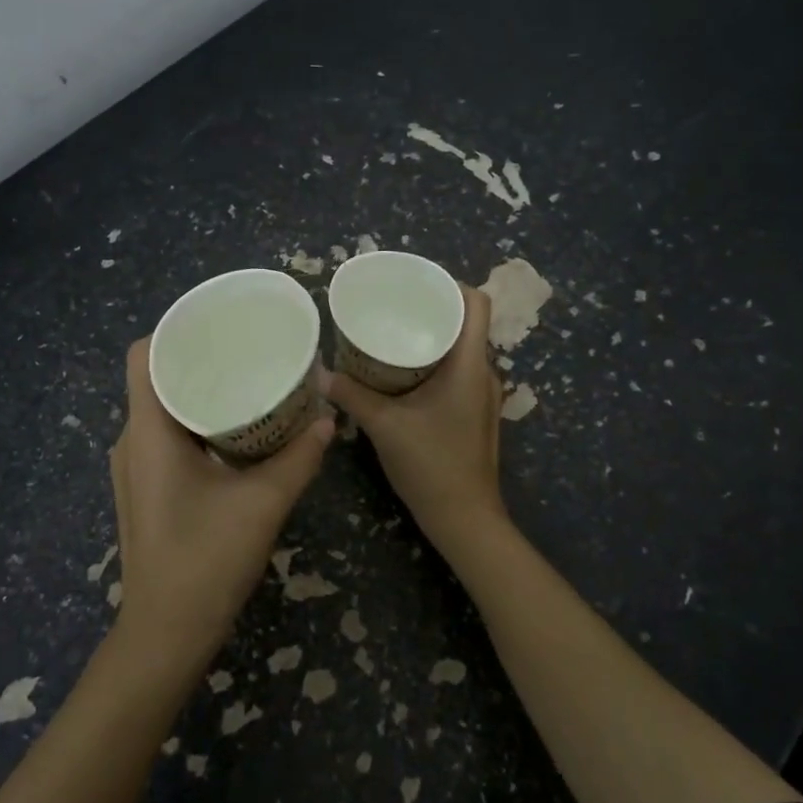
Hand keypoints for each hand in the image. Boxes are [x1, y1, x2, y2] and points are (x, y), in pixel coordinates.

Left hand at [108, 339, 333, 659]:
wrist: (167, 633)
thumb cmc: (207, 561)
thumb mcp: (263, 503)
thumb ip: (299, 457)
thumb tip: (328, 418)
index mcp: (148, 432)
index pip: (143, 356)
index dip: (174, 330)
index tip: (218, 324)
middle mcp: (132, 442)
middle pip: (155, 378)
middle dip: (198, 358)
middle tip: (247, 348)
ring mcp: (135, 468)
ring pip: (162, 409)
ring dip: (199, 392)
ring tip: (247, 380)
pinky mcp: (146, 489)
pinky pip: (166, 436)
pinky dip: (197, 422)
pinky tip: (235, 430)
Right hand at [323, 283, 504, 541]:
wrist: (464, 519)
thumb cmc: (431, 465)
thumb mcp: (385, 426)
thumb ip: (352, 396)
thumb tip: (319, 373)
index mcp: (470, 365)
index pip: (476, 303)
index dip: (449, 284)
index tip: (414, 283)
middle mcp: (483, 373)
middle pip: (466, 323)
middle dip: (431, 310)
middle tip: (392, 306)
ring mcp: (482, 396)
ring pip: (461, 350)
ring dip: (431, 338)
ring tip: (392, 334)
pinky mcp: (474, 414)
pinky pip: (457, 373)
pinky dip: (433, 363)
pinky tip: (401, 374)